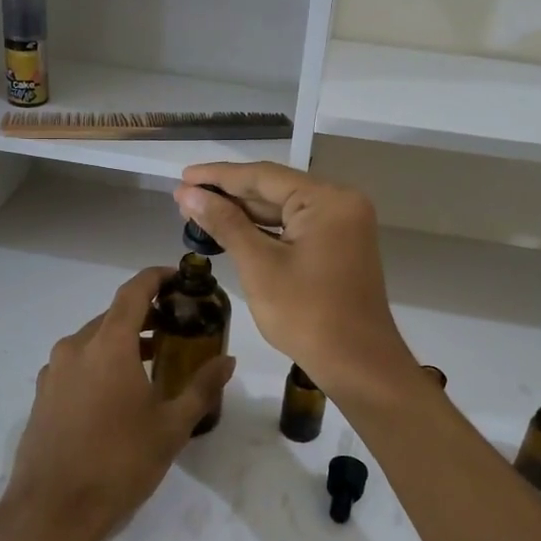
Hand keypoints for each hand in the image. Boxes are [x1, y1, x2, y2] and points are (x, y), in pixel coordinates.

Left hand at [0, 267, 234, 540]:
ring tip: (154, 360)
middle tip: (176, 326)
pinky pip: (77, 362)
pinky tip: (119, 391)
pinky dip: (101, 361)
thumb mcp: (171, 427)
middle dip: (145, 314)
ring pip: (94, 339)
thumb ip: (201, 388)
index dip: (156, 278)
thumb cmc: (118, 463)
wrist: (51, 512)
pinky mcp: (43, 394)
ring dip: (123, 340)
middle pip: (114, 315)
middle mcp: (76, 347)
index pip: (134, 291)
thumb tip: (227, 361)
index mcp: (108, 345)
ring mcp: (54, 370)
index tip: (178, 278)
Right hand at [176, 162, 416, 399]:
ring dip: (244, 212)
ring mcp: (343, 225)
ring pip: (284, 208)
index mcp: (327, 200)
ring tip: (199, 210)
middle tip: (184, 196)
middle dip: (229, 194)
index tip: (183, 176)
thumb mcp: (259, 266)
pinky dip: (264, 229)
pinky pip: (295, 227)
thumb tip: (189, 194)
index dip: (219, 176)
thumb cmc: (307, 315)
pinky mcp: (339, 245)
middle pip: (275, 189)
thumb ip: (225, 223)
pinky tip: (232, 229)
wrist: (357, 364)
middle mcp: (340, 203)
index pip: (263, 176)